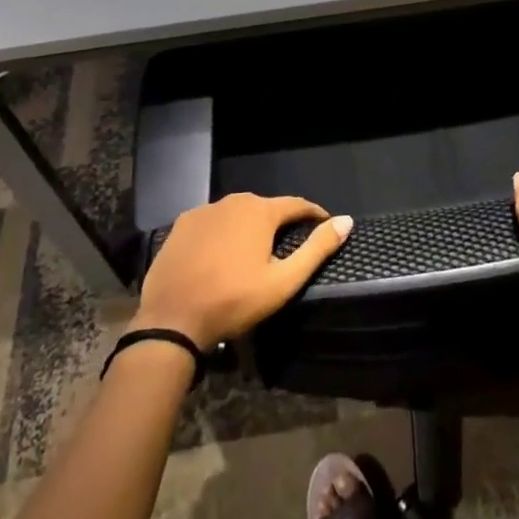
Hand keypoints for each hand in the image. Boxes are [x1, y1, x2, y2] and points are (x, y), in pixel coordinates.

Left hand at [134, 193, 352, 348]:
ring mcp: (204, 210)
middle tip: (287, 246)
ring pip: (236, 214)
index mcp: (260, 211)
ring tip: (254, 253)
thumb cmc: (234, 301)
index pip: (296, 204)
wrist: (172, 318)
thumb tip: (346, 221)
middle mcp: (233, 201)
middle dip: (279, 223)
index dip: (313, 214)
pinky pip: (212, 223)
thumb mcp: (283, 281)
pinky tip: (221, 256)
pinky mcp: (182, 224)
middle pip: (265, 207)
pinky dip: (222, 233)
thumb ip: (316, 249)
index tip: (325, 224)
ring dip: (249, 227)